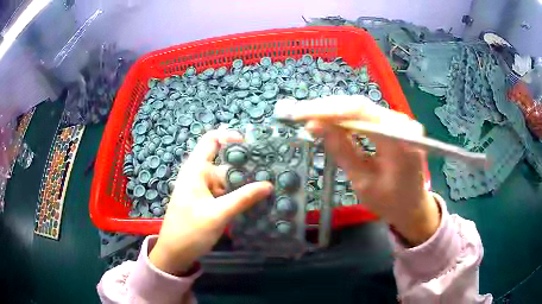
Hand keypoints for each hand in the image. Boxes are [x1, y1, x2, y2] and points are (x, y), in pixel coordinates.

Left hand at [149, 130, 272, 274]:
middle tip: (271, 170)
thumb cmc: (191, 231)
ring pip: (227, 178)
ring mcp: (203, 188)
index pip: (211, 140)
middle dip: (245, 165)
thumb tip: (268, 185)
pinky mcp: (207, 201)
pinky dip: (238, 193)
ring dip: (244, 182)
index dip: (229, 136)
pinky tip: (255, 199)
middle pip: (225, 162)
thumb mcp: (218, 214)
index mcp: (196, 169)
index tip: (251, 144)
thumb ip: (243, 198)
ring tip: (269, 185)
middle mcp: (199, 174)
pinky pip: (225, 191)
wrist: (175, 253)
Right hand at [289, 96, 439, 245]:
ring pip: (361, 108)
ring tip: (309, 116)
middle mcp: (402, 122)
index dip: (327, 110)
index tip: (300, 114)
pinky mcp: (394, 124)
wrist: (414, 206)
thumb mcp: (363, 182)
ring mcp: (399, 121)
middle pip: (359, 105)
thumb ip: (341, 150)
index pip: (359, 111)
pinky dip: (346, 118)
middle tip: (299, 114)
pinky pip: (366, 115)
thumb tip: (315, 125)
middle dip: (326, 108)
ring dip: (334, 111)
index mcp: (399, 138)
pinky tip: (329, 121)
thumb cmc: (391, 202)